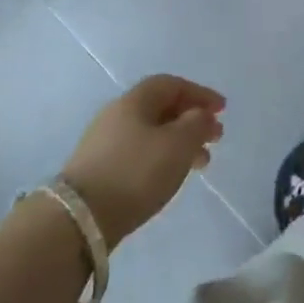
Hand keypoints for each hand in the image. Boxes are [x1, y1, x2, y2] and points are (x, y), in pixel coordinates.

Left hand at [61, 75, 224, 244]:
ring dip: (180, 142)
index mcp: (134, 101)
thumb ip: (197, 124)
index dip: (199, 93)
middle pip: (161, 108)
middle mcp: (117, 115)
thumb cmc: (136, 172)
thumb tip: (201, 115)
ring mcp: (105, 143)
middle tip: (216, 138)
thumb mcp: (178, 144)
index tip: (222, 110)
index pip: (171, 84)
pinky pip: (140, 153)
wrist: (80, 218)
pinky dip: (163, 157)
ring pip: (152, 133)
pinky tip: (171, 176)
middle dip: (192, 120)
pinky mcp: (100, 169)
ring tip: (201, 163)